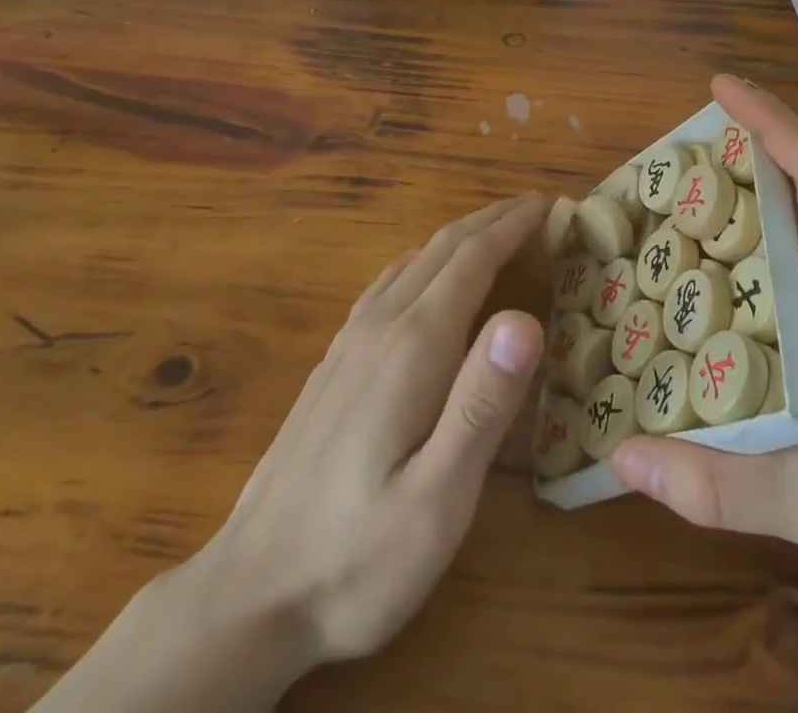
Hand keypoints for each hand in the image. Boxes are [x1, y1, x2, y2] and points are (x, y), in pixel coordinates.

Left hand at [31, 194, 547, 712]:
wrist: (249, 594)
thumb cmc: (358, 557)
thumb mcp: (438, 499)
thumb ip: (483, 403)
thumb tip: (526, 318)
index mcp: (414, 347)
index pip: (472, 260)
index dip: (512, 226)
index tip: (548, 202)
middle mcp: (381, 327)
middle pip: (442, 249)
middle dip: (491, 221)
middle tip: (533, 207)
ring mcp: (350, 342)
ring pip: (412, 261)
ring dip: (459, 237)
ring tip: (494, 230)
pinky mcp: (334, 363)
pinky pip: (388, 284)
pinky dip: (424, 260)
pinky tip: (426, 275)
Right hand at [611, 75, 797, 615]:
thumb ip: (717, 485)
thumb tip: (621, 452)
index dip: (770, 122)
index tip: (720, 87)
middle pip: (793, 190)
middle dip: (736, 155)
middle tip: (665, 158)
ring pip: (784, 232)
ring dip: (733, 205)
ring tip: (665, 208)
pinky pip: (777, 275)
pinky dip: (737, 257)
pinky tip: (693, 282)